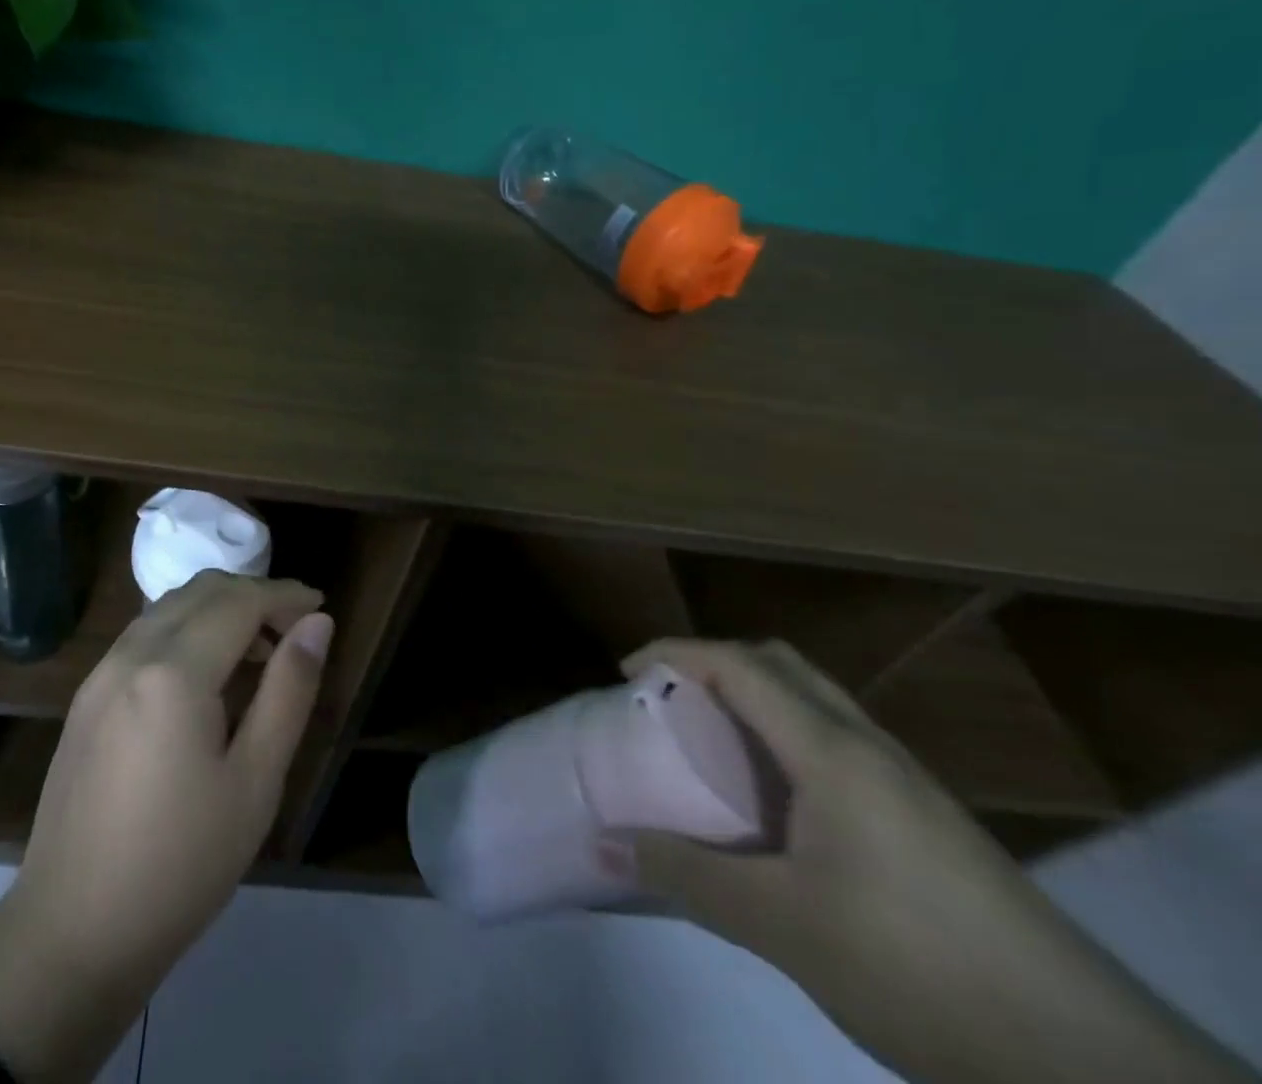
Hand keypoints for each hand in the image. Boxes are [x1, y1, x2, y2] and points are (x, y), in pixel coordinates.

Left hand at [0, 571, 333, 1082]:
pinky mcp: (87, 695)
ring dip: (218, 608)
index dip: (284, 595)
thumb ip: (289, 690)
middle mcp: (131, 654)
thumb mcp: (255, 781)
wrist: (70, 933)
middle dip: (253, 594)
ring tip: (257, 649)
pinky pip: (144, 633)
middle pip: (202, 591)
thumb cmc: (180, 864)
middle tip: (294, 629)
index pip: (239, 601)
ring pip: (169, 606)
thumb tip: (317, 625)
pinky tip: (206, 672)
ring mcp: (101, 672)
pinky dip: (186, 628)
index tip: (320, 606)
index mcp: (174, 673)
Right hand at [621, 638, 1250, 1083]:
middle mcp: (869, 746)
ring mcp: (906, 783)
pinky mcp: (929, 821)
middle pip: (781, 665)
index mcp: (832, 750)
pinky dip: (787, 743)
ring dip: (754, 702)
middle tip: (669, 701)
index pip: (739, 664)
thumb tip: (608, 846)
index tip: (626, 675)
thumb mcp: (784, 927)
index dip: (675, 654)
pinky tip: (777, 809)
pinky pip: (838, 746)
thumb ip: (689, 878)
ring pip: (815, 704)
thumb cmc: (914, 965)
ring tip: (712, 748)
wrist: (1089, 1064)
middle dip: (714, 665)